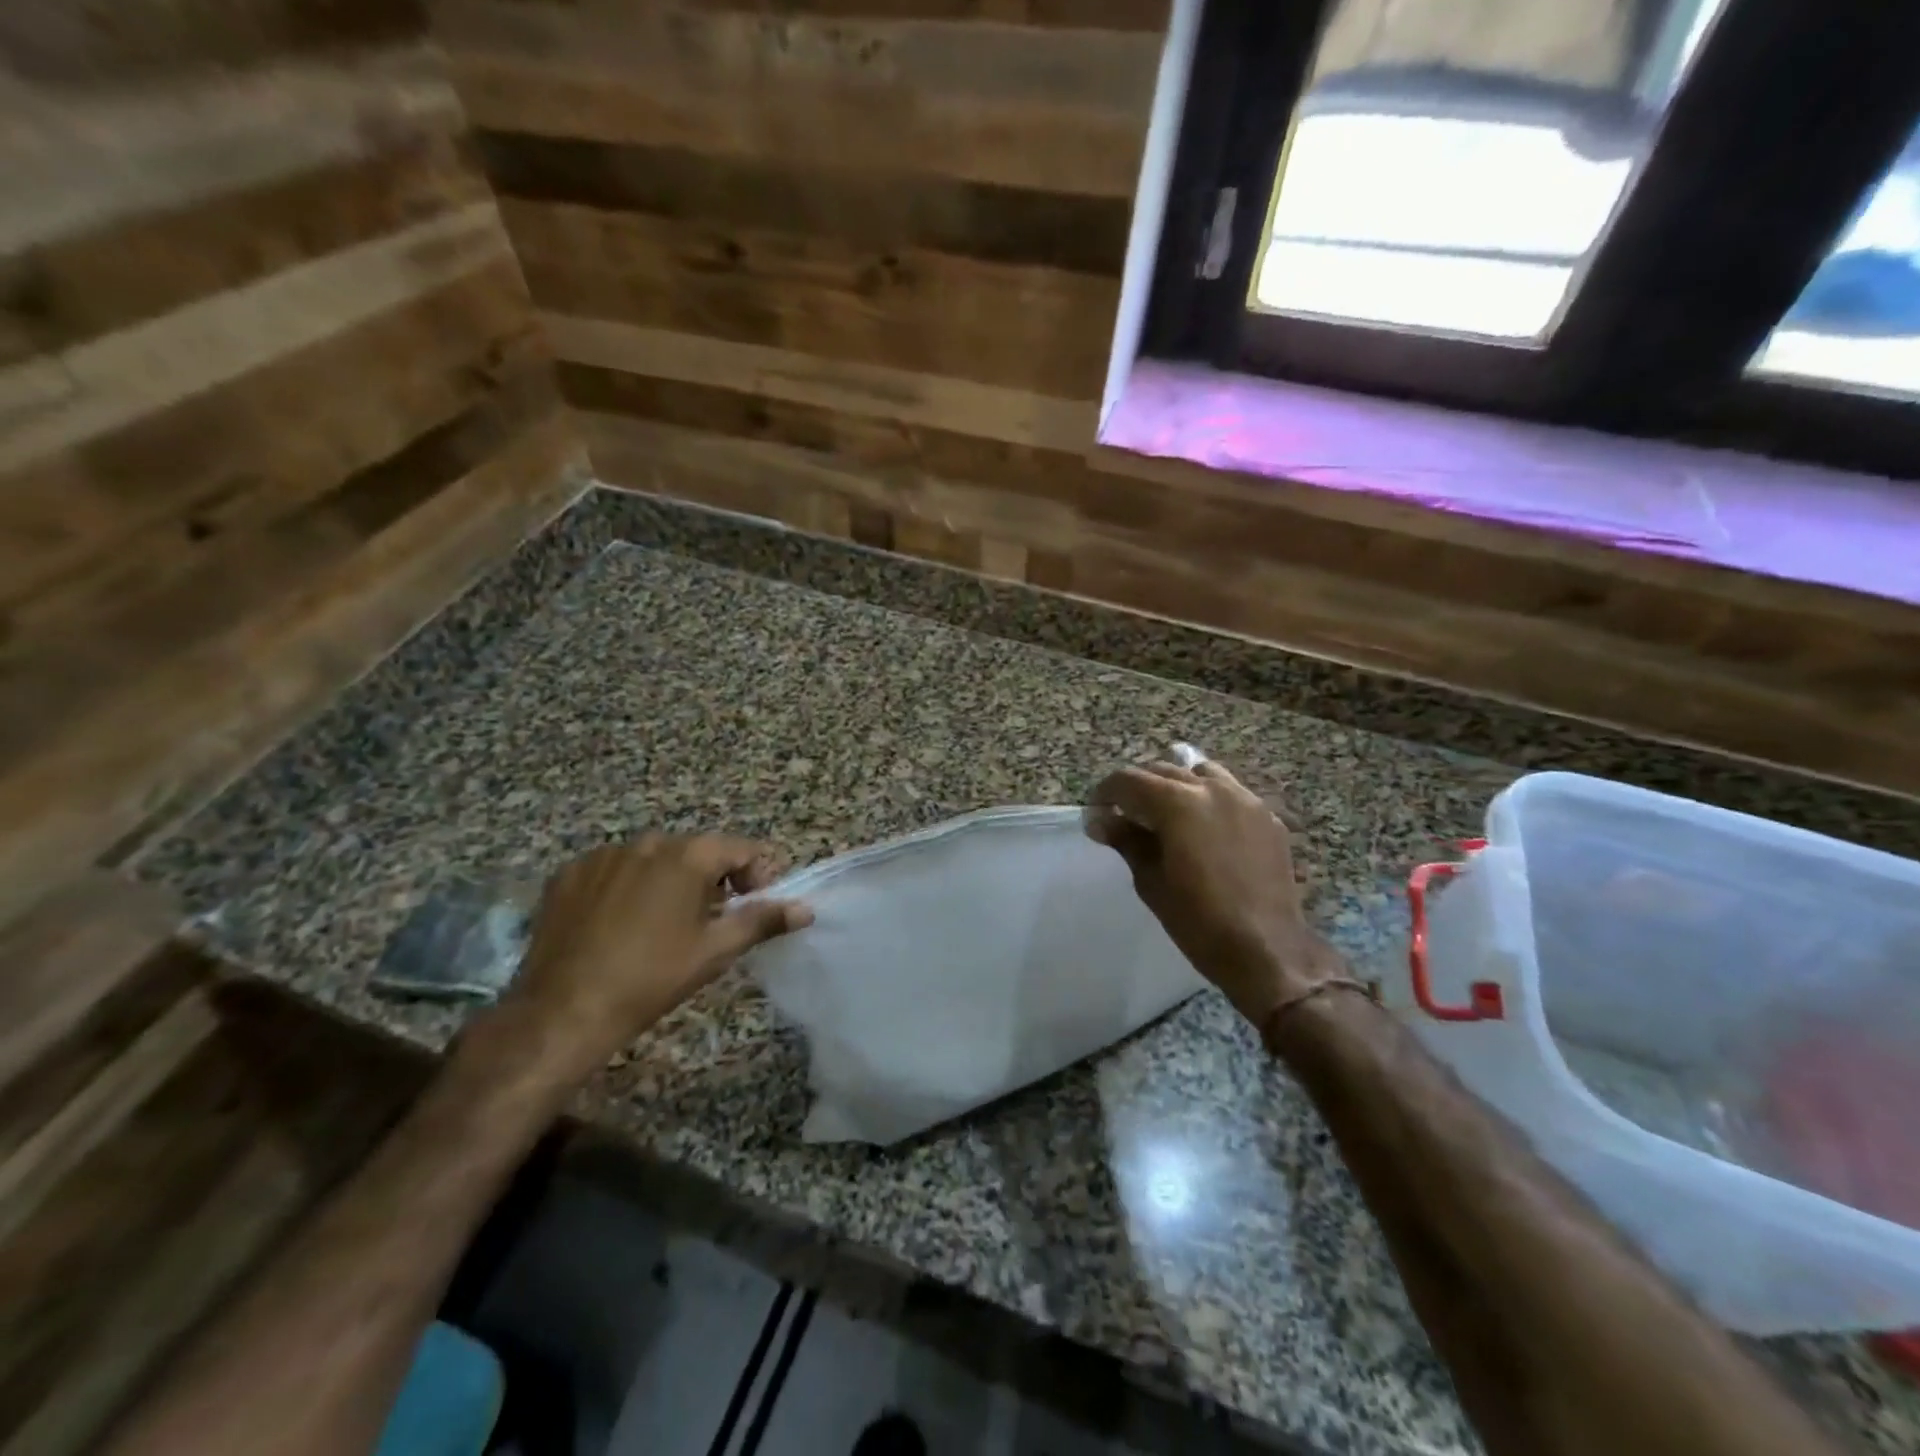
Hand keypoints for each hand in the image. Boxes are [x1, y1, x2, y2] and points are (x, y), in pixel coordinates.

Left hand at [499, 833, 811, 1068]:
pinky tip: (619, 924)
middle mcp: (646, 843)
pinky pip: (613, 870)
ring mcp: (602, 855)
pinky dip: (626, 887)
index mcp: (686, 856)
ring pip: (653, 860)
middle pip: (695, 851)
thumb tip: (805, 909)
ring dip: (668, 881)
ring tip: (663, 925)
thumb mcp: (715, 951)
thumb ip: (762, 921)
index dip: (757, 873)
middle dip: (712, 880)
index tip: (755, 905)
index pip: (740, 848)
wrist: (564, 1010)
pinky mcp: (569, 874)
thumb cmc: (651, 978)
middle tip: (711, 921)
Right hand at [1087, 757, 1342, 1028]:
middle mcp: (1212, 789)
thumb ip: (1125, 839)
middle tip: (1124, 815)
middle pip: (1164, 771)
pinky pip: (1231, 793)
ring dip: (1177, 786)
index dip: (1106, 793)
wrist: (1265, 949)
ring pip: (1200, 774)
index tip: (1096, 812)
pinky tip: (1204, 828)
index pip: (1129, 780)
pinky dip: (1209, 800)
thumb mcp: (1150, 880)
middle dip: (1139, 788)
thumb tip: (1098, 819)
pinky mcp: (1268, 817)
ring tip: (1167, 813)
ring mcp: (1245, 800)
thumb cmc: (1197, 920)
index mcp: (1178, 803)